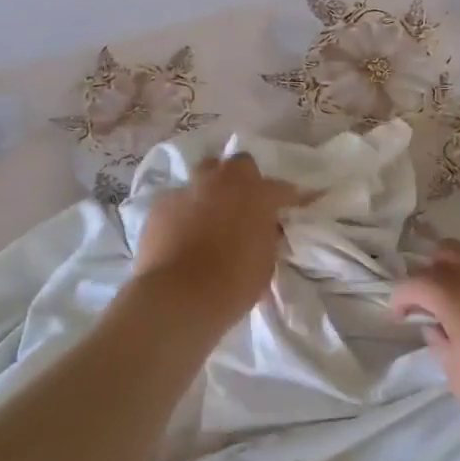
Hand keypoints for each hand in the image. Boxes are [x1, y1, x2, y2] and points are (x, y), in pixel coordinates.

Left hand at [133, 153, 303, 331]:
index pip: (282, 189)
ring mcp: (188, 190)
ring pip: (203, 174)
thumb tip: (262, 229)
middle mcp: (223, 182)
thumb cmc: (233, 283)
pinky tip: (181, 232)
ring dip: (212, 187)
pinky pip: (177, 200)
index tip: (299, 203)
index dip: (292, 197)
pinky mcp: (160, 205)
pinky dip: (183, 211)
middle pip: (238, 164)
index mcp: (257, 195)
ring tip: (211, 211)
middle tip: (245, 202)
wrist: (179, 296)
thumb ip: (266, 237)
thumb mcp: (265, 262)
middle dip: (244, 179)